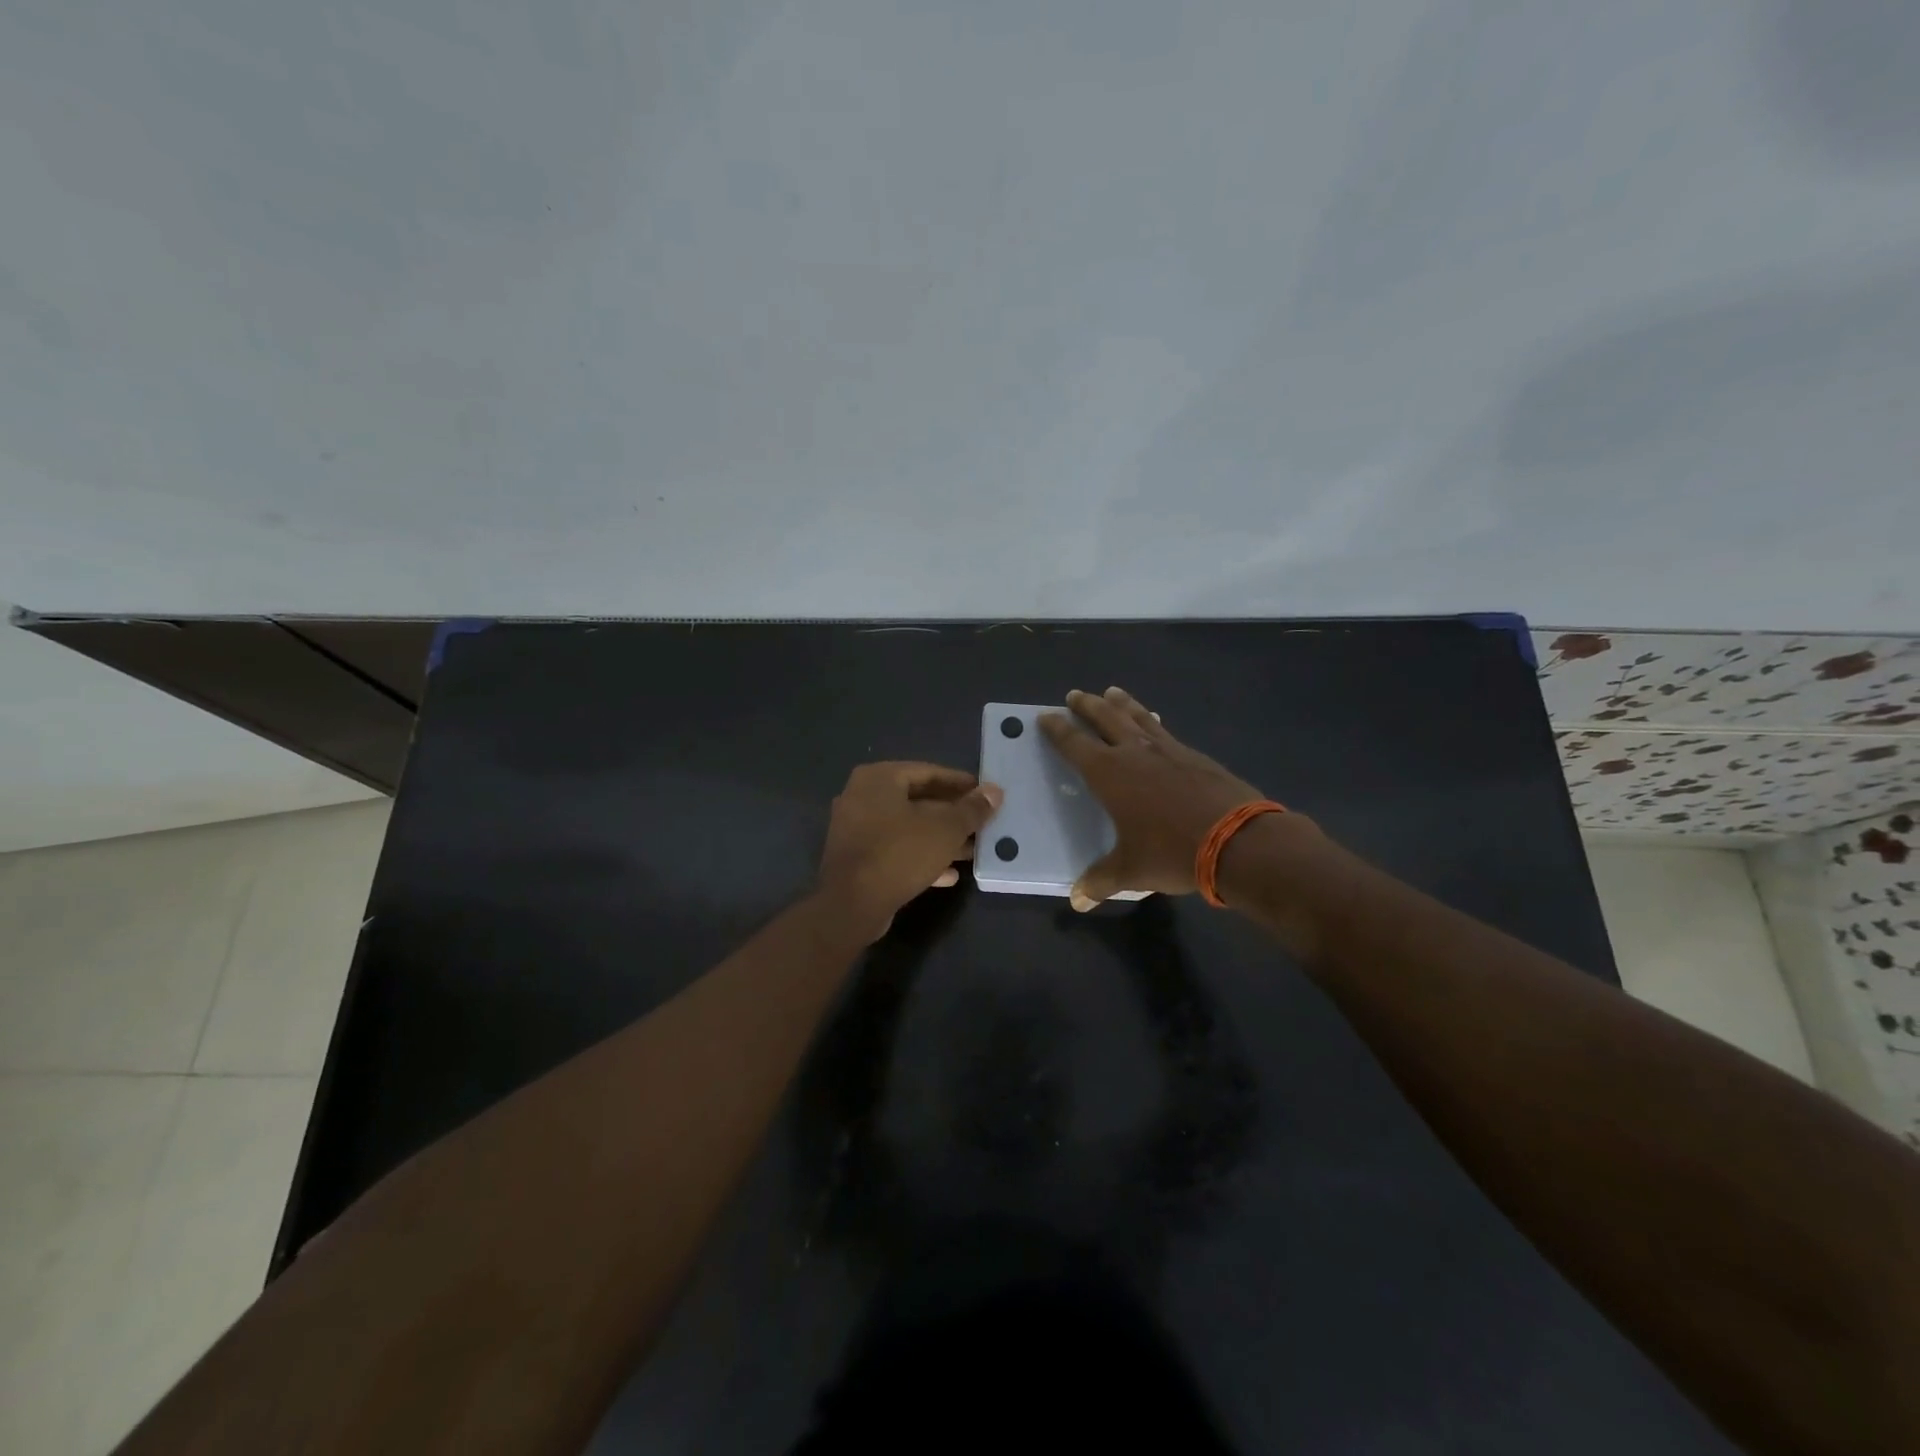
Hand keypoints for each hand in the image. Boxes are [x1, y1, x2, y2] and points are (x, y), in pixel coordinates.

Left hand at [816, 762, 1002, 936]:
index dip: (961, 783)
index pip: (928, 772)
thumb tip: (995, 791)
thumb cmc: (899, 854)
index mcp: (879, 778)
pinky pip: (894, 850)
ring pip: (907, 828)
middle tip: (982, 823)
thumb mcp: (945, 829)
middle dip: (952, 814)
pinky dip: (920, 857)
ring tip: (972, 850)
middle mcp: (862, 797)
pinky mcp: (856, 859)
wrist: (851, 905)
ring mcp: (855, 829)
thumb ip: (972, 809)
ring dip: (939, 839)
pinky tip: (949, 874)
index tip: (985, 794)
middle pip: (917, 800)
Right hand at [1040, 687, 1278, 910]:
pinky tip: (1156, 723)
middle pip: (1106, 719)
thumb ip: (1101, 881)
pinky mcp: (1196, 757)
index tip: (1045, 716)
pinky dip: (1154, 723)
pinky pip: (1166, 732)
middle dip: (1087, 706)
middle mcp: (1135, 753)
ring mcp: (1169, 751)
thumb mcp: (1131, 871)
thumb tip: (1077, 900)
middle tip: (1075, 694)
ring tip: (1112, 692)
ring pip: (1139, 718)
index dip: (1058, 730)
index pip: (1075, 744)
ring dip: (1122, 704)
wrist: (1238, 841)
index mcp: (1110, 775)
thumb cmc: (1172, 853)